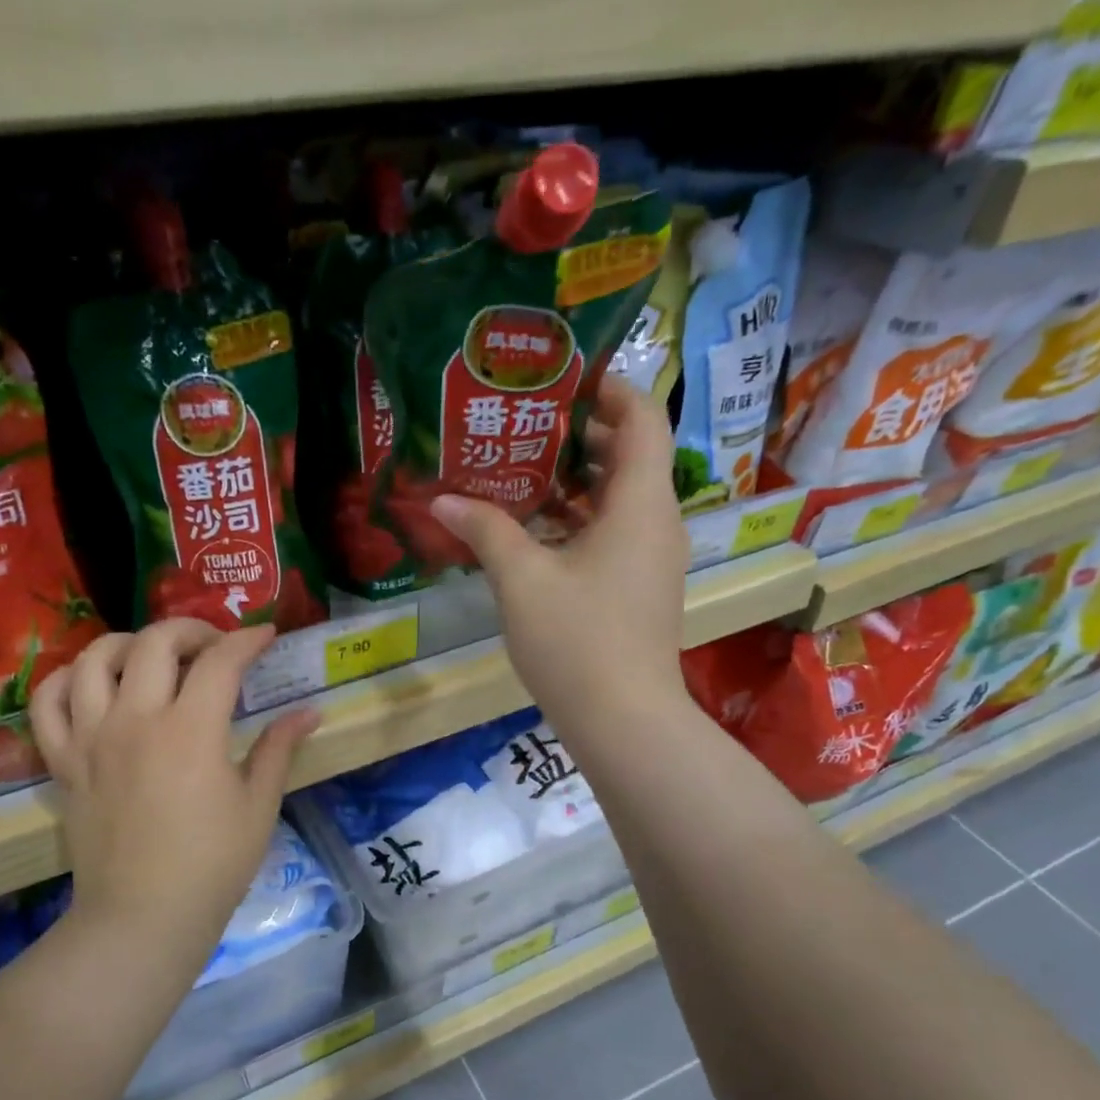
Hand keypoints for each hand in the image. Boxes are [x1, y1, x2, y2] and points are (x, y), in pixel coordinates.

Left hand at [29, 620, 319, 953]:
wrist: (143, 916)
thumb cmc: (213, 864)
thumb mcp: (258, 806)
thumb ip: (279, 749)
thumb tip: (309, 713)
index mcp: (191, 730)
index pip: (220, 661)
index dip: (247, 640)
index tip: (265, 636)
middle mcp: (135, 719)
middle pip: (154, 642)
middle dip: (190, 629)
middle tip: (213, 645)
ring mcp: (92, 738)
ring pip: (93, 659)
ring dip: (127, 643)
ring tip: (151, 657)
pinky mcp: (63, 762)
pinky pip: (48, 703)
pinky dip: (64, 680)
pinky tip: (91, 684)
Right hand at [431, 375, 686, 731]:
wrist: (623, 720)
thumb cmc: (576, 640)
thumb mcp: (522, 579)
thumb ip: (485, 530)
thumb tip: (443, 499)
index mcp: (640, 503)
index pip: (642, 418)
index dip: (609, 388)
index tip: (561, 379)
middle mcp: (656, 521)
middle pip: (629, 455)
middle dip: (580, 434)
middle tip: (523, 425)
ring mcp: (651, 558)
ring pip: (619, 498)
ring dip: (575, 481)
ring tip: (519, 471)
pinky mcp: (639, 587)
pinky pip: (614, 533)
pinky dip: (579, 520)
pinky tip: (532, 530)